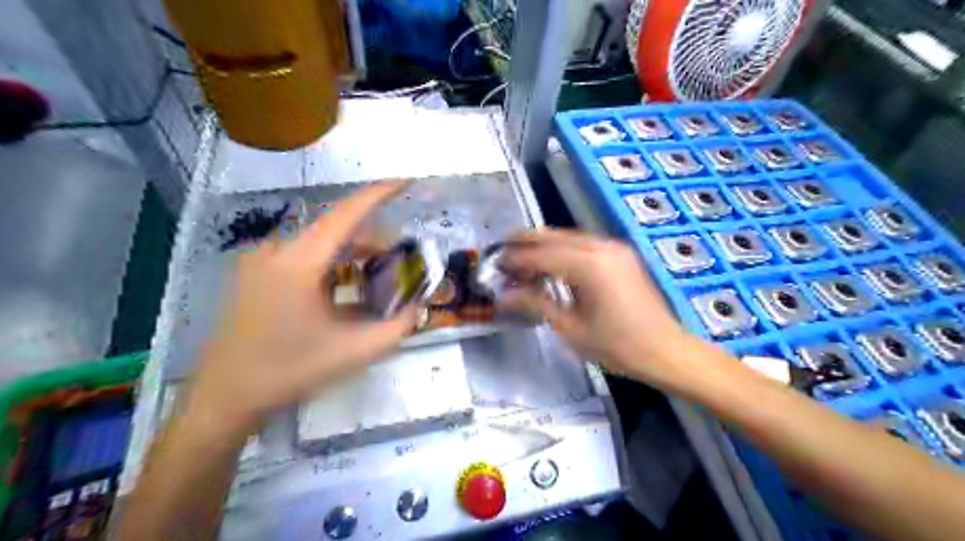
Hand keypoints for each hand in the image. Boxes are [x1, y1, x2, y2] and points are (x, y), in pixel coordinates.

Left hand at [187, 183, 417, 428]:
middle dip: (371, 238)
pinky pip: (301, 256)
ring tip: (376, 274)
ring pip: (318, 243)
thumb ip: (397, 328)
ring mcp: (261, 262)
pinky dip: (330, 264)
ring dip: (351, 253)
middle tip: (399, 257)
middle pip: (335, 229)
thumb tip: (419, 309)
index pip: (346, 215)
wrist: (226, 397)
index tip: (405, 182)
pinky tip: (343, 288)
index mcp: (299, 263)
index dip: (378, 194)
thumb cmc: (290, 371)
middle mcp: (277, 252)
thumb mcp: (354, 352)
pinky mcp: (254, 275)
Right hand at [501, 228, 707, 392]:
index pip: (540, 255)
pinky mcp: (621, 254)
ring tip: (521, 257)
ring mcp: (614, 248)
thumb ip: (535, 303)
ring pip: (568, 237)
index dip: (514, 259)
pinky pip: (583, 244)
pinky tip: (551, 262)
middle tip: (501, 249)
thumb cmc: (617, 346)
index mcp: (588, 266)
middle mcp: (601, 247)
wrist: (665, 350)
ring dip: (543, 244)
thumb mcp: (570, 328)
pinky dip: (563, 249)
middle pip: (553, 236)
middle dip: (525, 242)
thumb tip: (503, 296)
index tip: (494, 263)